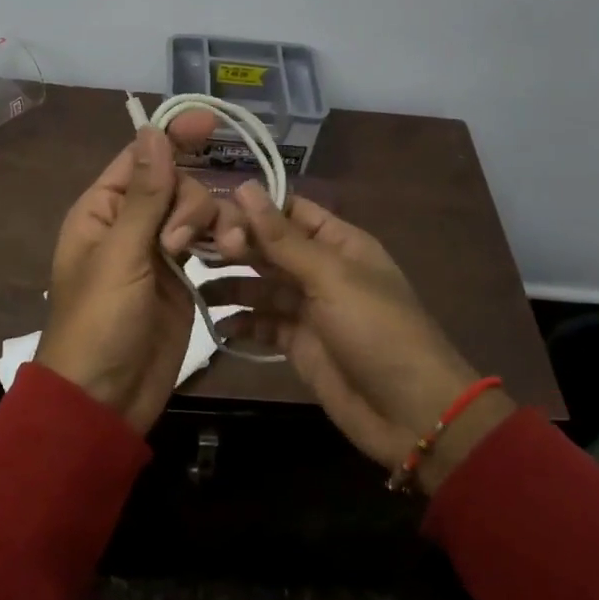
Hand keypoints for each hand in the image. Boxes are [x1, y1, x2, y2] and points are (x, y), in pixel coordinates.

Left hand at [36, 121, 237, 432]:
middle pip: (175, 184)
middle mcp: (130, 224)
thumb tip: (153, 132)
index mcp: (102, 210)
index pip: (140, 158)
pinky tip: (232, 254)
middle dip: (190, 203)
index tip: (210, 120)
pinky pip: (205, 244)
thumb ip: (144, 195)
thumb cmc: (99, 323)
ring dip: (211, 224)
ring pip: (195, 214)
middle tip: (178, 243)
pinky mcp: (181, 279)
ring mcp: (157, 252)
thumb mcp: (120, 256)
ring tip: (221, 253)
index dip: (173, 136)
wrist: (105, 398)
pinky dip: (220, 244)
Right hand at [213, 183, 514, 491]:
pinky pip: (262, 324)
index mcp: (339, 243)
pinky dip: (241, 323)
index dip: (252, 207)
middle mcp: (321, 269)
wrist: (410, 412)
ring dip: (230, 284)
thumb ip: (283, 238)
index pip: (289, 211)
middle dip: (234, 245)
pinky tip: (216, 324)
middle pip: (270, 247)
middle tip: (189, 246)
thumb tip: (245, 186)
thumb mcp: (331, 277)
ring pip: (260, 286)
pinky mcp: (298, 344)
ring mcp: (309, 308)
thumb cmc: (377, 331)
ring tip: (194, 284)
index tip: (207, 207)